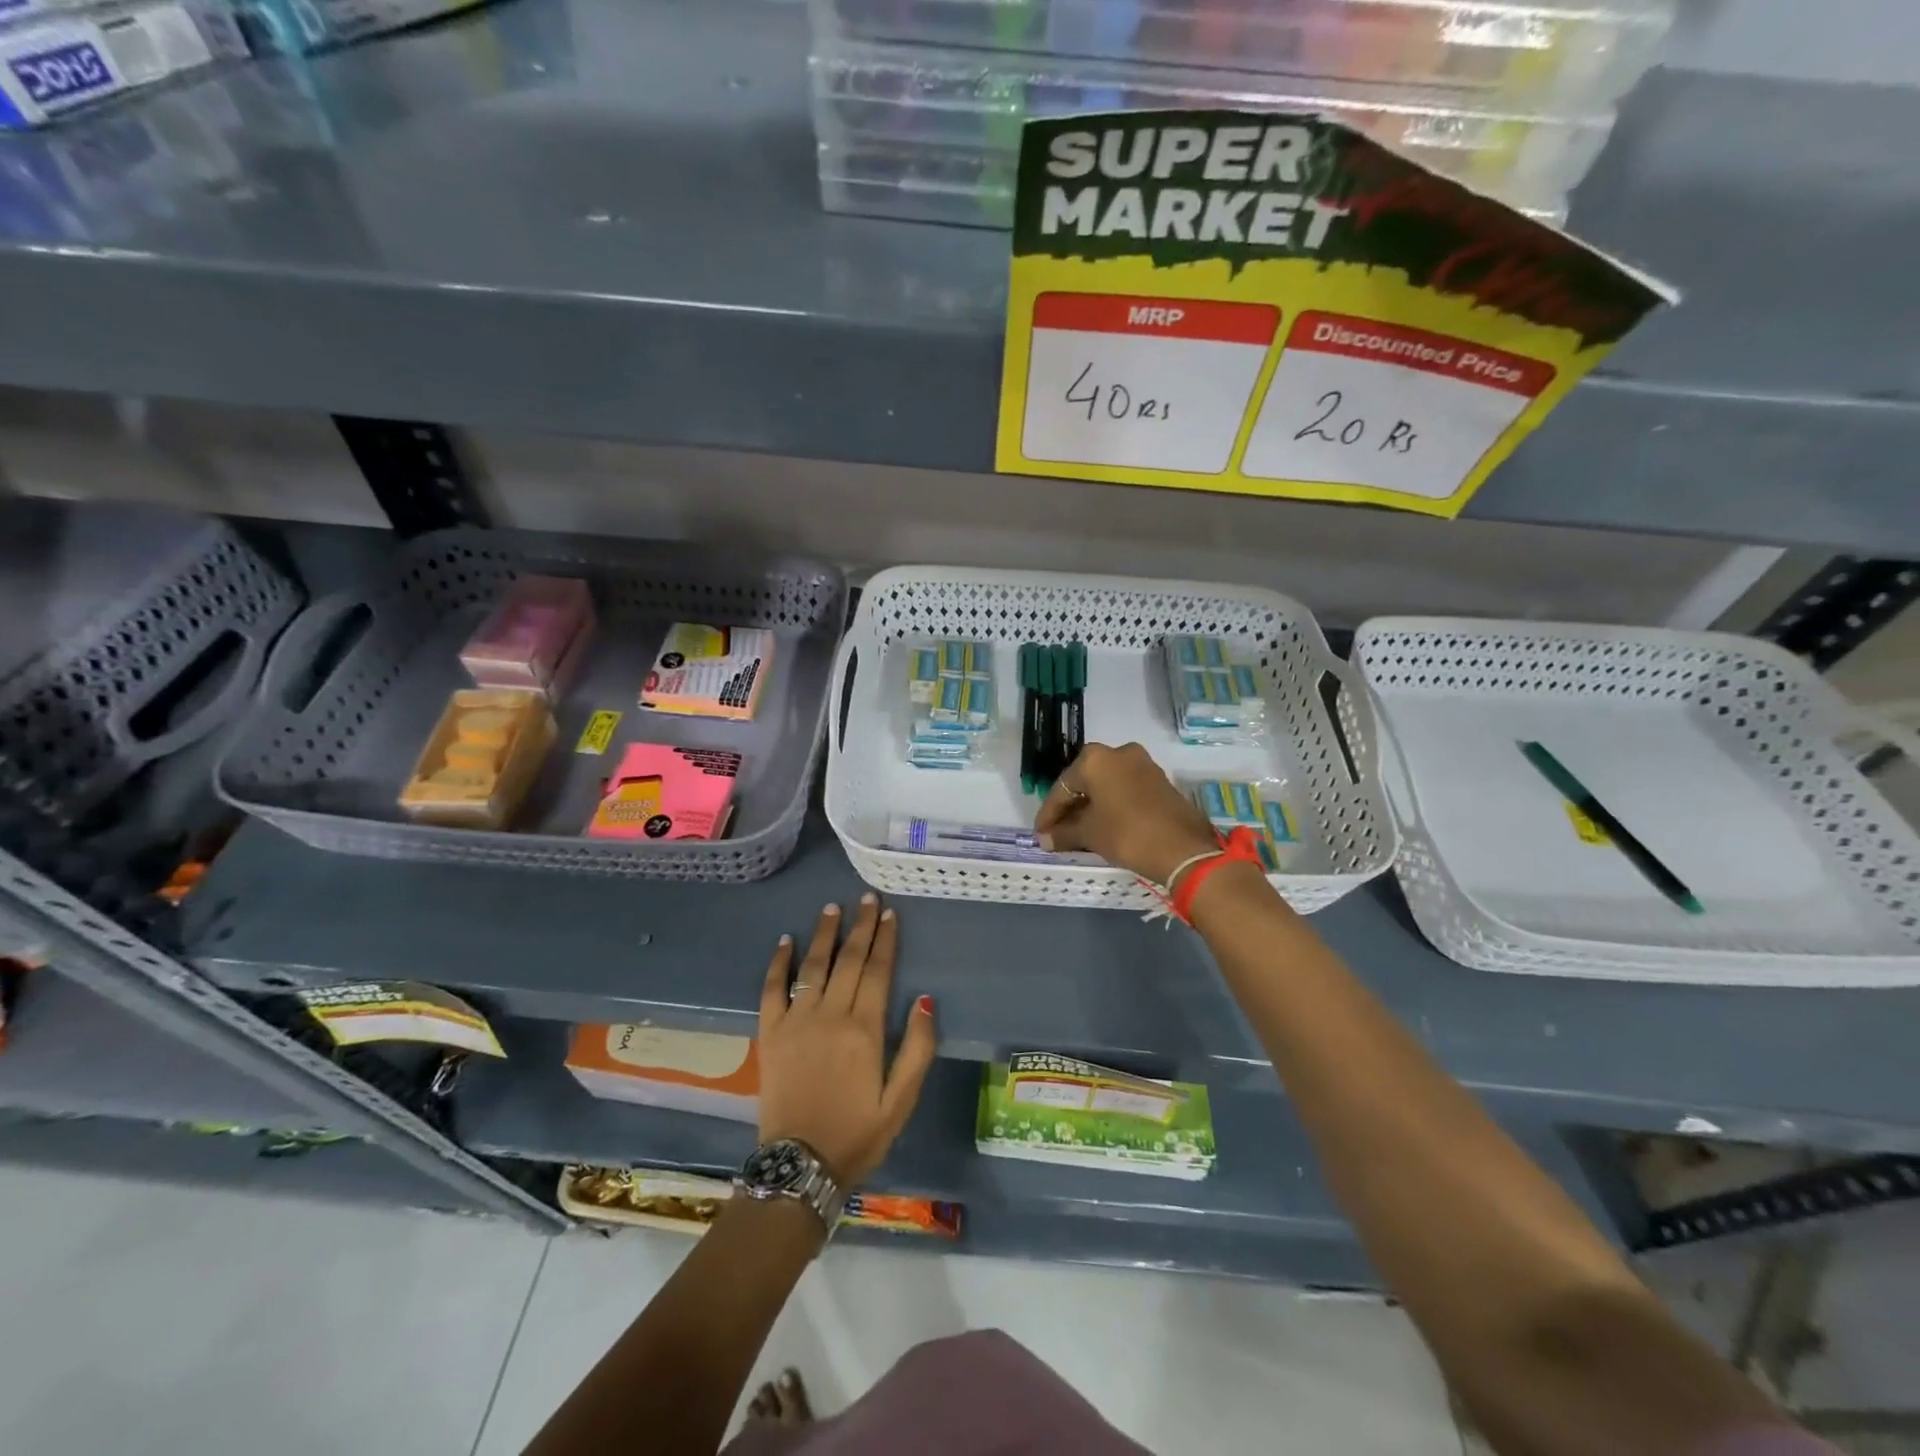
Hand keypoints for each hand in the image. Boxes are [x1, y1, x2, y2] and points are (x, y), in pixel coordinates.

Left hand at [757, 894, 936, 1186]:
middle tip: (866, 898)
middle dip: (861, 926)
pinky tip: (786, 941)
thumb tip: (926, 999)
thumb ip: (918, 1048)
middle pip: (849, 960)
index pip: (878, 971)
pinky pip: (772, 990)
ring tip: (832, 908)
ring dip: (824, 934)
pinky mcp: (770, 1034)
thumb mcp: (901, 1100)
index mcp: (865, 1029)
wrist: (800, 1166)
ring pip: (813, 966)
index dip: (886, 940)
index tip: (890, 913)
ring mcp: (796, 1021)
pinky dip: (778, 963)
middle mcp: (830, 1015)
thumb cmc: (858, 1133)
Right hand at [1034, 741, 1219, 884]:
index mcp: (1095, 759)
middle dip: (1069, 808)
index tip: (1040, 834)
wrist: (1183, 848)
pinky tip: (1101, 826)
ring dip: (1090, 807)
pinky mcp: (1158, 780)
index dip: (1049, 813)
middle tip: (1056, 832)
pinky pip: (1123, 789)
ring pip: (1105, 785)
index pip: (1062, 787)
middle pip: (1084, 782)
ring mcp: (1142, 764)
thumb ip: (1063, 833)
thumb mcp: (1090, 834)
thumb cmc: (1127, 833)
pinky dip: (1109, 805)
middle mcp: (1118, 752)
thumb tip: (1044, 839)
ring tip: (1077, 832)